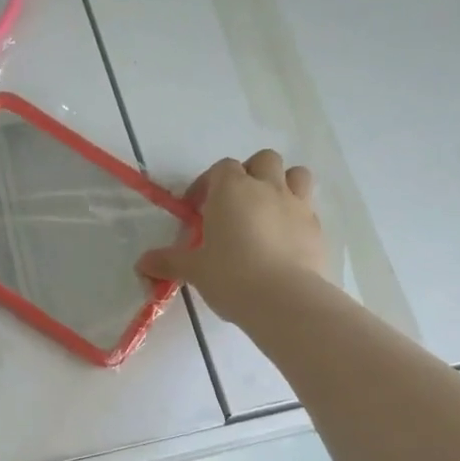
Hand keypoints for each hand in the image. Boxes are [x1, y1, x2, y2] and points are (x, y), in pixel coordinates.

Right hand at [138, 150, 325, 323]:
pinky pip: (308, 210)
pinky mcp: (317, 229)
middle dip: (250, 174)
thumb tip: (142, 263)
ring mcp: (297, 205)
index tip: (197, 208)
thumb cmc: (231, 276)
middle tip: (235, 203)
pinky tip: (284, 242)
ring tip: (267, 211)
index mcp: (232, 190)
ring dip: (282, 184)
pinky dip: (296, 217)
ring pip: (296, 174)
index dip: (208, 184)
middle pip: (263, 160)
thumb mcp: (195, 270)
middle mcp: (267, 188)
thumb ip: (169, 262)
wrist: (285, 299)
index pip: (221, 168)